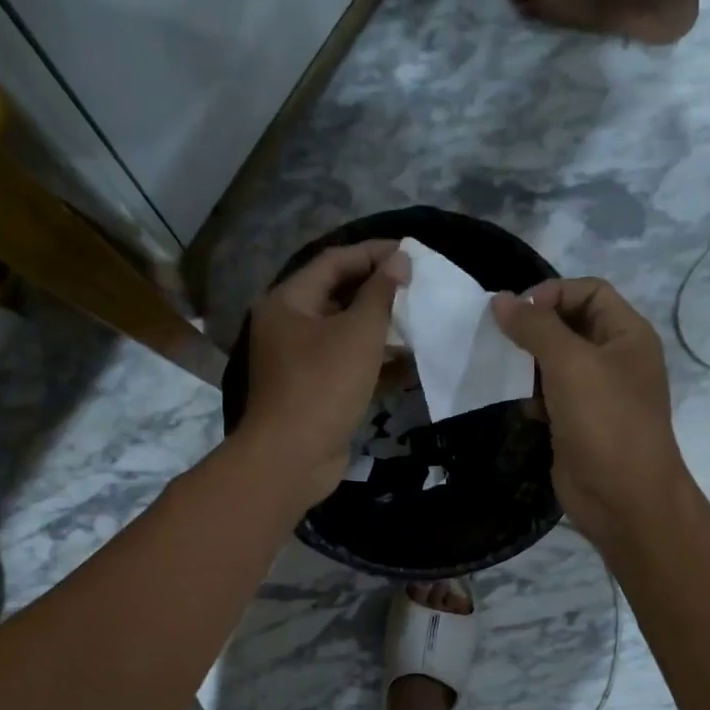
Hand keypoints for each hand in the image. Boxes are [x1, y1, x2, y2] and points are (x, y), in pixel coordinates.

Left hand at [241, 240, 408, 504]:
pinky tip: (410, 362)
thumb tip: (398, 260)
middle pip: (338, 295)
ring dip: (380, 327)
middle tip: (419, 285)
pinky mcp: (315, 391)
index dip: (373, 253)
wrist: (292, 458)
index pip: (333, 262)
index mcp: (288, 302)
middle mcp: (288, 326)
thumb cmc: (323, 386)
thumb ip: (380, 294)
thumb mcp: (358, 334)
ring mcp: (300, 361)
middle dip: (378, 290)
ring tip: (420, 320)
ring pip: (345, 333)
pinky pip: (347, 364)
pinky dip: (375, 361)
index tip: (412, 251)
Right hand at [492, 278, 693, 545]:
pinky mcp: (578, 423)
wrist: (623, 497)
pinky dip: (532, 396)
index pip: (590, 291)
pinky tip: (522, 408)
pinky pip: (550, 396)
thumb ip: (534, 327)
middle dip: (535, 328)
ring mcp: (597, 394)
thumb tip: (500, 301)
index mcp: (628, 335)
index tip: (515, 313)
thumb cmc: (604, 421)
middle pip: (570, 324)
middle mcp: (616, 359)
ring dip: (529, 363)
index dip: (553, 293)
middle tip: (500, 338)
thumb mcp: (570, 364)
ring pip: (556, 363)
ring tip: (503, 369)